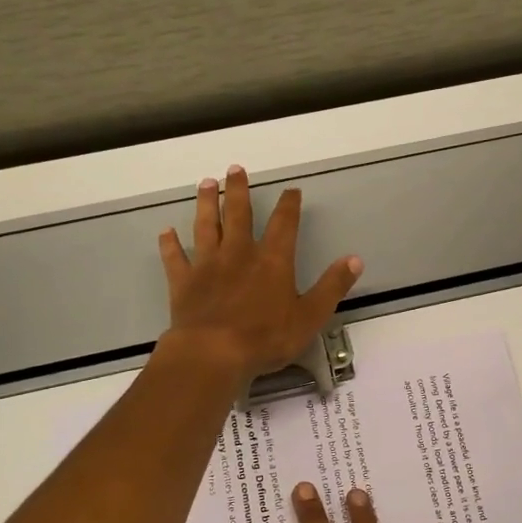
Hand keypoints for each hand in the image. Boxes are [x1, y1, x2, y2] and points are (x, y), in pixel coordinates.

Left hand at [158, 166, 361, 386]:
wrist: (213, 353)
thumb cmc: (266, 337)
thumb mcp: (310, 315)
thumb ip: (332, 286)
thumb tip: (355, 259)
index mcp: (272, 261)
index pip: (283, 224)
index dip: (288, 205)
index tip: (290, 190)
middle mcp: (238, 254)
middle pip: (238, 214)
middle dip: (237, 190)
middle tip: (234, 168)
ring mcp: (207, 265)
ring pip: (206, 226)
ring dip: (205, 204)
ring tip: (205, 183)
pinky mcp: (183, 282)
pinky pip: (174, 258)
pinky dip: (170, 244)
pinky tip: (166, 232)